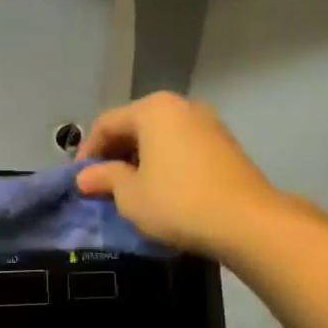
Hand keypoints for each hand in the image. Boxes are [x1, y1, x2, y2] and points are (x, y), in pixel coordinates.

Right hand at [76, 93, 277, 260]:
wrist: (246, 221)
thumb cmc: (177, 202)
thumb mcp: (129, 195)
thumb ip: (104, 178)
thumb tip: (85, 176)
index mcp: (153, 110)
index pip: (106, 123)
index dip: (87, 151)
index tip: (80, 180)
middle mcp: (181, 107)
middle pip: (135, 125)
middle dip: (114, 153)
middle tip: (102, 184)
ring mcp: (208, 123)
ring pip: (160, 136)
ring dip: (139, 158)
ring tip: (129, 188)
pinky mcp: (225, 145)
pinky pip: (181, 146)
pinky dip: (164, 161)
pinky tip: (160, 188)